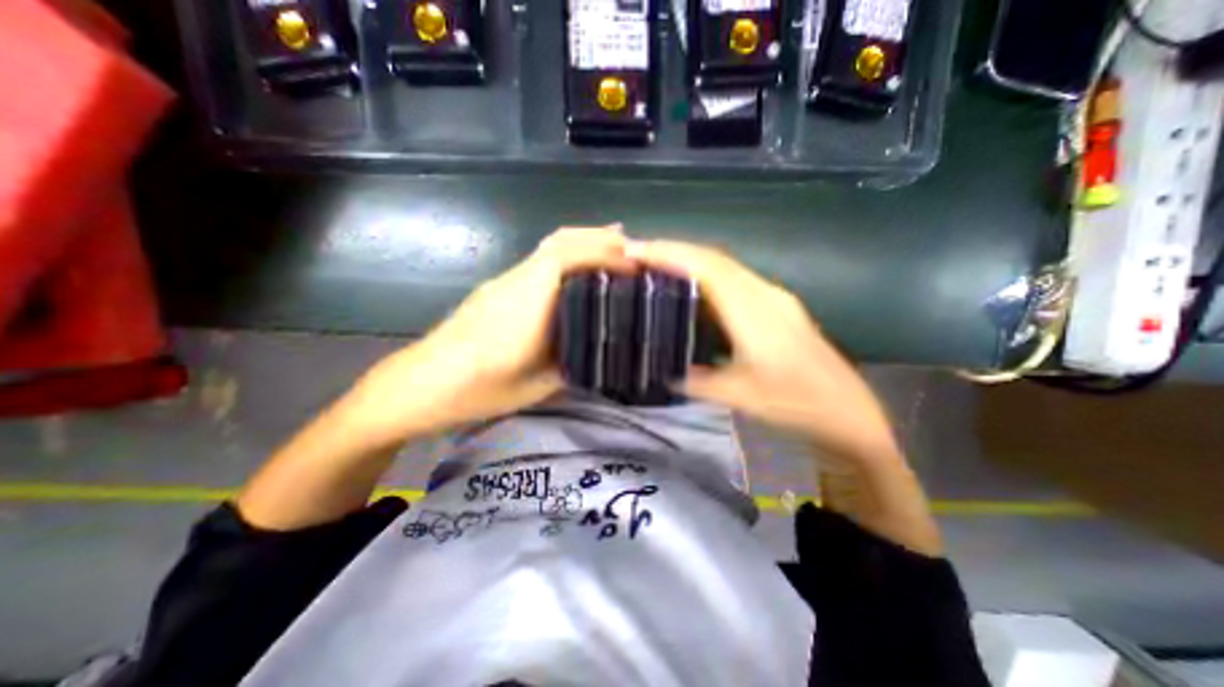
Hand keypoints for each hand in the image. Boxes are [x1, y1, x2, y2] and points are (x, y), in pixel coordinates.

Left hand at [337, 227, 635, 444]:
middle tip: (630, 246)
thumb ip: (570, 363)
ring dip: (581, 243)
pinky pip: (537, 262)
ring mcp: (503, 282)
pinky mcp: (496, 289)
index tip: (636, 265)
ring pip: (548, 248)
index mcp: (528, 302)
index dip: (605, 254)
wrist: (419, 385)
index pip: (568, 258)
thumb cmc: (477, 389)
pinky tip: (575, 274)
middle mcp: (516, 281)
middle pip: (559, 241)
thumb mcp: (536, 385)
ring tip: (611, 252)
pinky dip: (564, 257)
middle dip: (597, 237)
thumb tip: (596, 351)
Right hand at [632, 239, 897, 462]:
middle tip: (639, 254)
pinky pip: (735, 279)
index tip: (636, 250)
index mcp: (753, 311)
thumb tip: (666, 372)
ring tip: (658, 265)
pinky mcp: (778, 306)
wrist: (851, 413)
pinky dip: (708, 274)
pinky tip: (694, 286)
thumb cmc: (797, 404)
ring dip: (691, 259)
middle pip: (714, 257)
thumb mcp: (739, 397)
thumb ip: (697, 381)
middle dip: (674, 250)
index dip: (670, 253)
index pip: (706, 267)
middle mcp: (764, 293)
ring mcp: (774, 297)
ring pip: (725, 265)